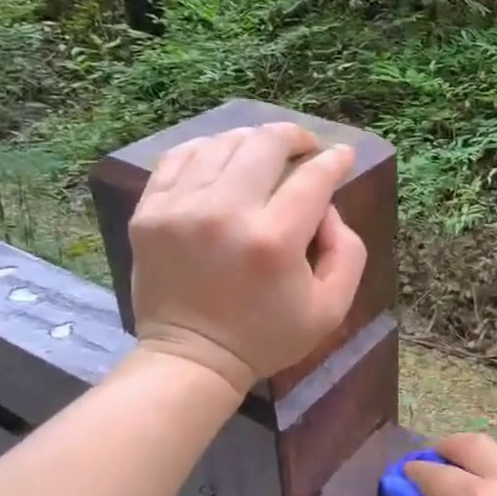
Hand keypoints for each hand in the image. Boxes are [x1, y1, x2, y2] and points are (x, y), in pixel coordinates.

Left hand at [129, 122, 366, 393]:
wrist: (192, 358)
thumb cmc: (267, 336)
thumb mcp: (331, 308)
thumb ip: (347, 250)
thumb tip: (327, 206)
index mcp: (274, 241)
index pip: (312, 177)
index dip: (334, 160)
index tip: (342, 155)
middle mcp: (225, 214)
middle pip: (266, 144)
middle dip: (295, 137)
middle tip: (305, 147)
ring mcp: (180, 209)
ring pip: (223, 143)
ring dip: (252, 141)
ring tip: (265, 153)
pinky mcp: (149, 212)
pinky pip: (180, 156)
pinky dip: (208, 149)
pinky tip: (223, 159)